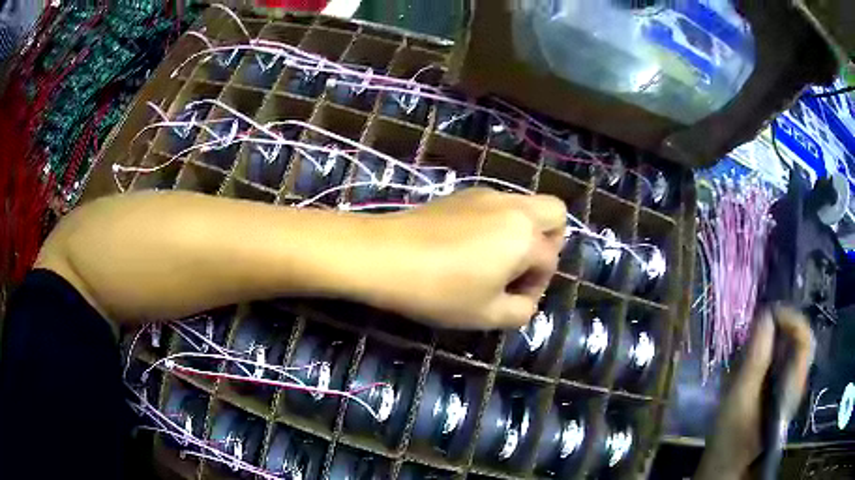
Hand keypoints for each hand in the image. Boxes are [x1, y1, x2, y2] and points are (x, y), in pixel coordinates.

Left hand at [366, 188, 566, 329]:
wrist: (382, 255)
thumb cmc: (438, 290)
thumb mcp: (486, 315)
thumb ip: (521, 311)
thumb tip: (525, 299)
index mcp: (525, 236)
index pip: (550, 262)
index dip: (536, 287)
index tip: (511, 300)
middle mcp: (513, 206)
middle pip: (555, 213)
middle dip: (549, 243)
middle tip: (521, 268)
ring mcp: (487, 194)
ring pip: (527, 205)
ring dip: (525, 232)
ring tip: (494, 260)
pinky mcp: (462, 194)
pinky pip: (498, 204)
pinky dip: (499, 223)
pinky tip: (468, 246)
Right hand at [696, 305, 813, 479]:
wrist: (724, 470)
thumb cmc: (731, 438)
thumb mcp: (740, 397)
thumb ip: (756, 357)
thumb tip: (765, 316)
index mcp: (793, 385)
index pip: (804, 338)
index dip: (791, 319)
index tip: (768, 312)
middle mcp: (797, 383)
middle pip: (798, 342)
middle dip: (779, 326)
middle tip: (757, 325)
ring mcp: (788, 390)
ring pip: (789, 351)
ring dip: (773, 339)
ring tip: (752, 340)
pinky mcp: (778, 395)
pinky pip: (780, 363)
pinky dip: (769, 353)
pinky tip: (752, 360)